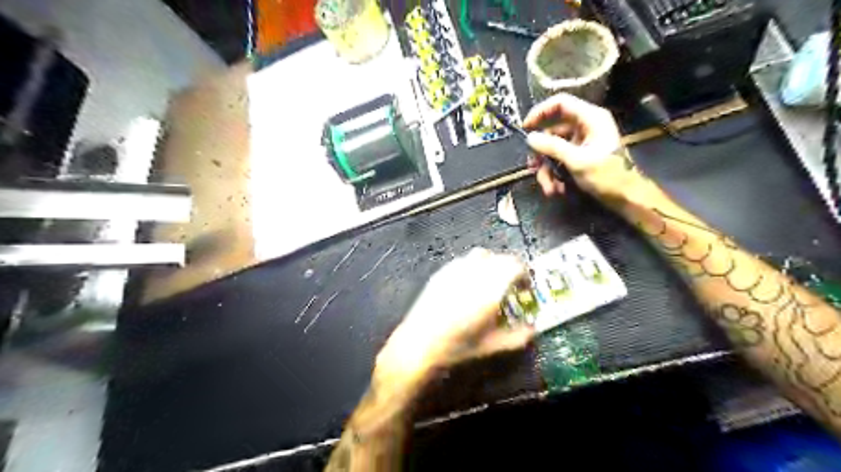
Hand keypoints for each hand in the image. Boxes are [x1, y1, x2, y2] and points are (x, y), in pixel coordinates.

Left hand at [378, 249, 534, 384]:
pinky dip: (473, 266)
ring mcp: (456, 270)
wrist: (419, 344)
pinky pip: (463, 260)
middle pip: (501, 258)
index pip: (515, 266)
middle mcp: (474, 273)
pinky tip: (469, 284)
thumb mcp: (492, 346)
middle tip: (511, 286)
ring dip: (492, 264)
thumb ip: (518, 337)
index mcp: (490, 289)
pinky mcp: (442, 272)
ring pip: (482, 254)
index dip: (525, 274)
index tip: (525, 287)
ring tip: (491, 282)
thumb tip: (532, 330)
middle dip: (511, 269)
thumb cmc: (458, 346)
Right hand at [524, 92, 640, 202]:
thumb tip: (530, 138)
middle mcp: (585, 127)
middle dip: (542, 153)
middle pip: (553, 131)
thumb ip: (552, 147)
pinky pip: (560, 160)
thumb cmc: (608, 176)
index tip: (525, 127)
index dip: (540, 112)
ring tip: (549, 188)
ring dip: (547, 169)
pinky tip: (557, 189)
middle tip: (533, 168)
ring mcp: (582, 142)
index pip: (561, 103)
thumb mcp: (577, 160)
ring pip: (554, 150)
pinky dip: (555, 174)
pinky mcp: (580, 156)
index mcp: (591, 118)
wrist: (626, 197)